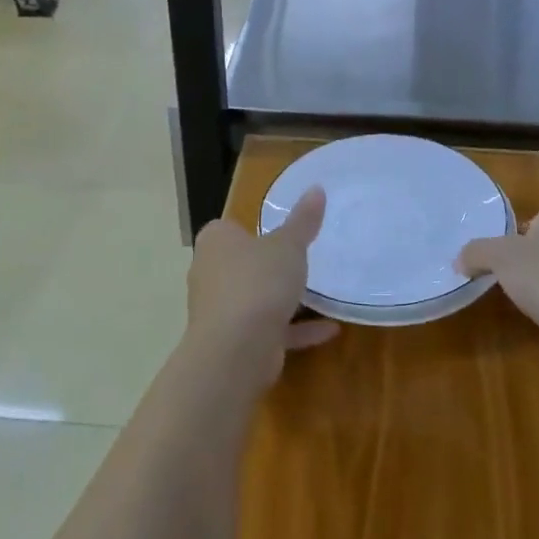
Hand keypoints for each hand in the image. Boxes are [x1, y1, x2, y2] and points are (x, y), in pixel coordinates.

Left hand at [185, 186, 339, 386]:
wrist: (236, 350)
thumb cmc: (258, 282)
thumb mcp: (288, 245)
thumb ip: (303, 220)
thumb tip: (317, 188)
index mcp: (216, 242)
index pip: (229, 229)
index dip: (251, 230)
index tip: (279, 233)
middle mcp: (210, 274)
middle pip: (240, 265)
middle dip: (265, 266)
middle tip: (300, 261)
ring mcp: (219, 312)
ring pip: (253, 299)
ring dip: (280, 300)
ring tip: (317, 295)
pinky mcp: (234, 343)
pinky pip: (268, 330)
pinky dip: (295, 330)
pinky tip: (328, 329)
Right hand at [457, 209, 538, 387]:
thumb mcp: (500, 254)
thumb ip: (475, 252)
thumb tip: (458, 262)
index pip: (526, 221)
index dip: (502, 232)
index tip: (476, 249)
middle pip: (530, 251)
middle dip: (508, 262)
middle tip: (472, 271)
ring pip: (537, 282)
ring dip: (519, 290)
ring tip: (484, 294)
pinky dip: (529, 314)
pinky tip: (511, 319)